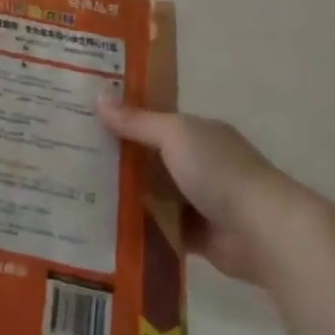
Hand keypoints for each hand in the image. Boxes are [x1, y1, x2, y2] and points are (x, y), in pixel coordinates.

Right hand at [98, 101, 304, 284]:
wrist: (263, 231)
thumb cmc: (219, 171)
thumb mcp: (174, 135)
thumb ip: (137, 121)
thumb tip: (97, 98)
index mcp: (198, 132)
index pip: (153, 119)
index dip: (122, 118)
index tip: (84, 119)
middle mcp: (199, 162)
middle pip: (149, 157)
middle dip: (117, 158)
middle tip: (71, 158)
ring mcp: (199, 200)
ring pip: (152, 194)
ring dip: (125, 195)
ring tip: (79, 193)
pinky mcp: (196, 235)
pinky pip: (160, 227)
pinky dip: (139, 227)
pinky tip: (106, 226)